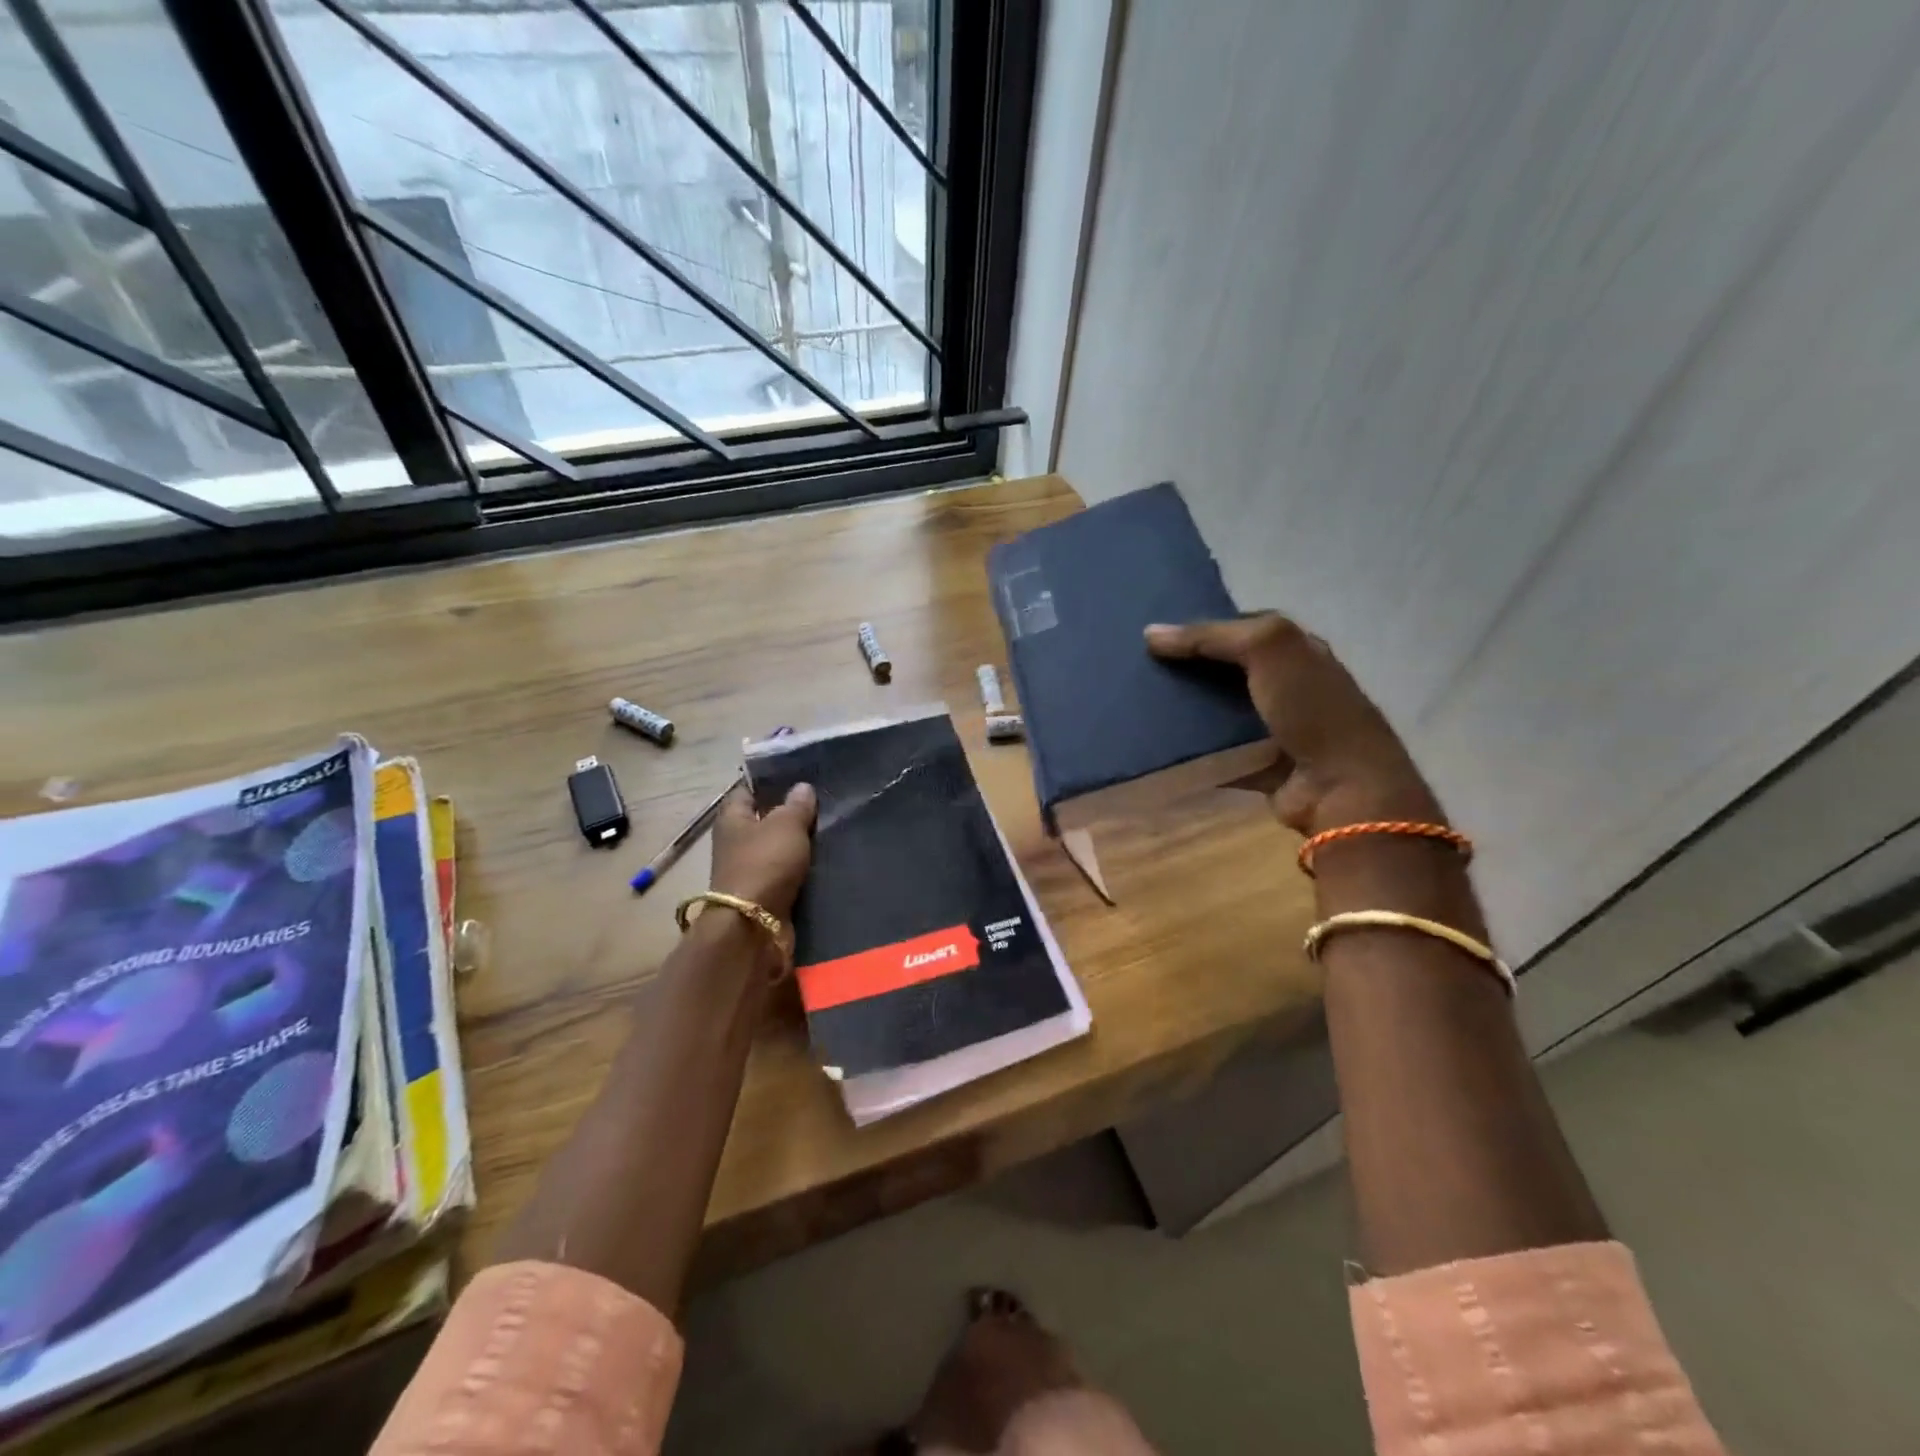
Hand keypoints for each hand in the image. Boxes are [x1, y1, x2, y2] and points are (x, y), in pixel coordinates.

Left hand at [709, 783, 816, 920]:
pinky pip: (787, 872)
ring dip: (800, 842)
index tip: (799, 775)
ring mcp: (750, 870)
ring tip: (833, 828)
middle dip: (790, 812)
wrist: (755, 926)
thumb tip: (802, 787)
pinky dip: (804, 867)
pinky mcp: (766, 894)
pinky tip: (828, 858)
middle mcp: (737, 842)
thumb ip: (796, 805)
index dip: (770, 781)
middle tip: (824, 801)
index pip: (747, 790)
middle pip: (765, 819)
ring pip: (779, 847)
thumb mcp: (785, 825)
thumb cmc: (764, 864)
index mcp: (732, 819)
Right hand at [1145, 615, 1440, 835]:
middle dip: (1190, 668)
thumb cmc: (1311, 707)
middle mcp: (1289, 685)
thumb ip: (1211, 636)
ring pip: (1220, 710)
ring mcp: (1275, 728)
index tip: (1159, 637)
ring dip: (1188, 709)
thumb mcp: (1268, 648)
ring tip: (1142, 703)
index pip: (1244, 628)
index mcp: (1299, 650)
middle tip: (1143, 669)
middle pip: (1228, 669)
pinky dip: (1192, 750)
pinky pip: (1217, 751)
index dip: (1204, 628)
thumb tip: (1151, 633)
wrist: (1341, 785)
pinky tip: (1159, 743)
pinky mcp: (1259, 764)